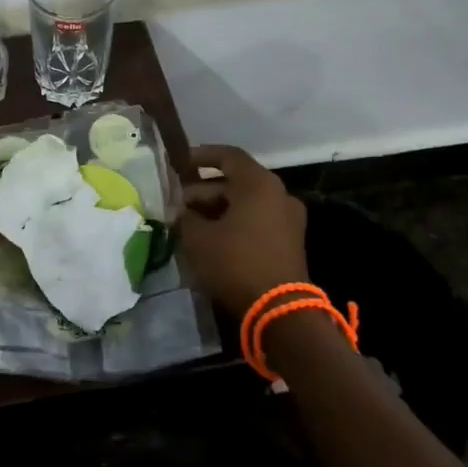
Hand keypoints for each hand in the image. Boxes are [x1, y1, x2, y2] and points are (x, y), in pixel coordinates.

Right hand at [176, 144, 309, 318]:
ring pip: (245, 202)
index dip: (201, 156)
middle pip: (235, 182)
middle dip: (203, 191)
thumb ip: (185, 217)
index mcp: (258, 184)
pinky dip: (234, 221)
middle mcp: (278, 194)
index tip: (180, 163)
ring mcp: (288, 218)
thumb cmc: (236, 263)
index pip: (228, 156)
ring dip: (217, 209)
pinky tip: (211, 238)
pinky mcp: (289, 240)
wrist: (280, 310)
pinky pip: (257, 219)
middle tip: (178, 204)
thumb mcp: (198, 238)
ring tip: (190, 224)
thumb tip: (180, 211)